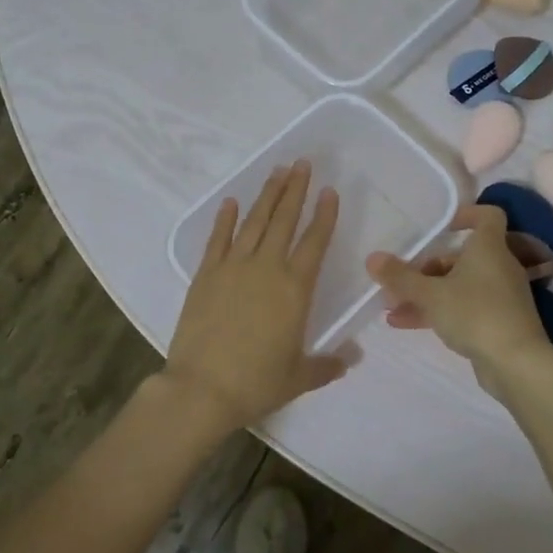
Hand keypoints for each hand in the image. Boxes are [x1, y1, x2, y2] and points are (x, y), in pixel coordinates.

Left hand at [163, 161, 350, 436]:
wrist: (202, 389)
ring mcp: (232, 267)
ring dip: (267, 195)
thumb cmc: (256, 383)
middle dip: (295, 190)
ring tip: (277, 171)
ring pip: (254, 222)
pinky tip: (231, 201)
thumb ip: (327, 365)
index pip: (315, 242)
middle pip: (284, 220)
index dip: (324, 215)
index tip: (330, 191)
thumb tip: (350, 359)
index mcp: (295, 289)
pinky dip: (225, 219)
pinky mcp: (205, 275)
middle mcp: (266, 268)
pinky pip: (218, 239)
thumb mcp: (299, 377)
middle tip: (302, 163)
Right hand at [366, 205, 551, 380]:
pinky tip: (405, 323)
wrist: (516, 364)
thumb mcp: (431, 294)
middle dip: (426, 268)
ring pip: (458, 285)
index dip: (466, 215)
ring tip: (391, 306)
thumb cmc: (475, 314)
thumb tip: (373, 258)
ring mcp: (499, 296)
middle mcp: (498, 267)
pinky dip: (438, 311)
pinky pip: (463, 308)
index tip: (441, 227)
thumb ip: (400, 277)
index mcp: (489, 248)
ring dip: (425, 293)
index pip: (488, 216)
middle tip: (398, 280)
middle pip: (461, 257)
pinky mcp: (497, 322)